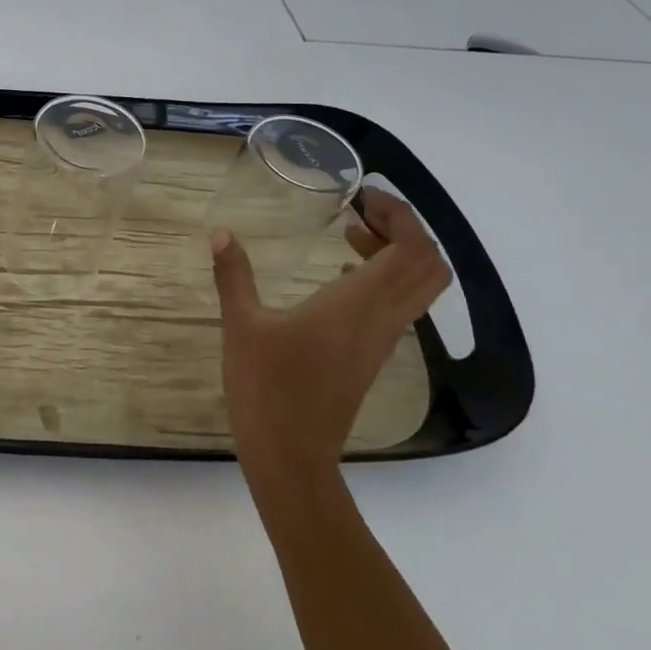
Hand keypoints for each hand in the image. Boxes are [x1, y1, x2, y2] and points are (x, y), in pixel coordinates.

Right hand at [211, 188, 450, 495]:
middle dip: (405, 230)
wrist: (291, 454)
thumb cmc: (267, 387)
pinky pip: (398, 306)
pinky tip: (339, 275)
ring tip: (350, 234)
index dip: (400, 216)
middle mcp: (382, 319)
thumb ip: (234, 276)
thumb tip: (221, 234)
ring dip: (396, 253)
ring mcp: (381, 341)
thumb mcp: (242, 325)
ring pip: (418, 287)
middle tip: (362, 211)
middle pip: (428, 266)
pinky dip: (383, 279)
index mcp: (358, 305)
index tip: (364, 195)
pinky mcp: (371, 356)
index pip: (412, 250)